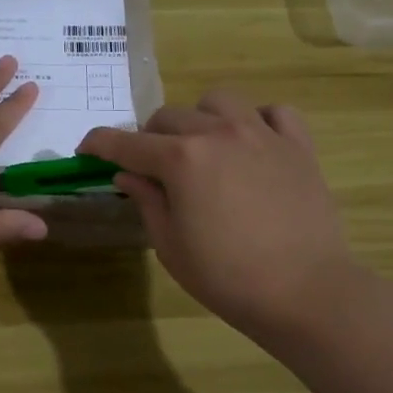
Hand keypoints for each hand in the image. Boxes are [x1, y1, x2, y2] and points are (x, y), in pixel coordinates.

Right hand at [81, 90, 350, 350]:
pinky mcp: (297, 145)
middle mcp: (218, 133)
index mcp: (180, 159)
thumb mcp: (170, 245)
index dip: (99, 144)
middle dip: (149, 138)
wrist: (305, 291)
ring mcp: (262, 134)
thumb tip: (127, 174)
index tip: (86, 149)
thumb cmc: (227, 277)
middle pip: (168, 117)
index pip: (126, 142)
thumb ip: (147, 200)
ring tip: (203, 147)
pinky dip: (257, 120)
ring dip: (200, 118)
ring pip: (218, 101)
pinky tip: (253, 144)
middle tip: (151, 167)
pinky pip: (274, 112)